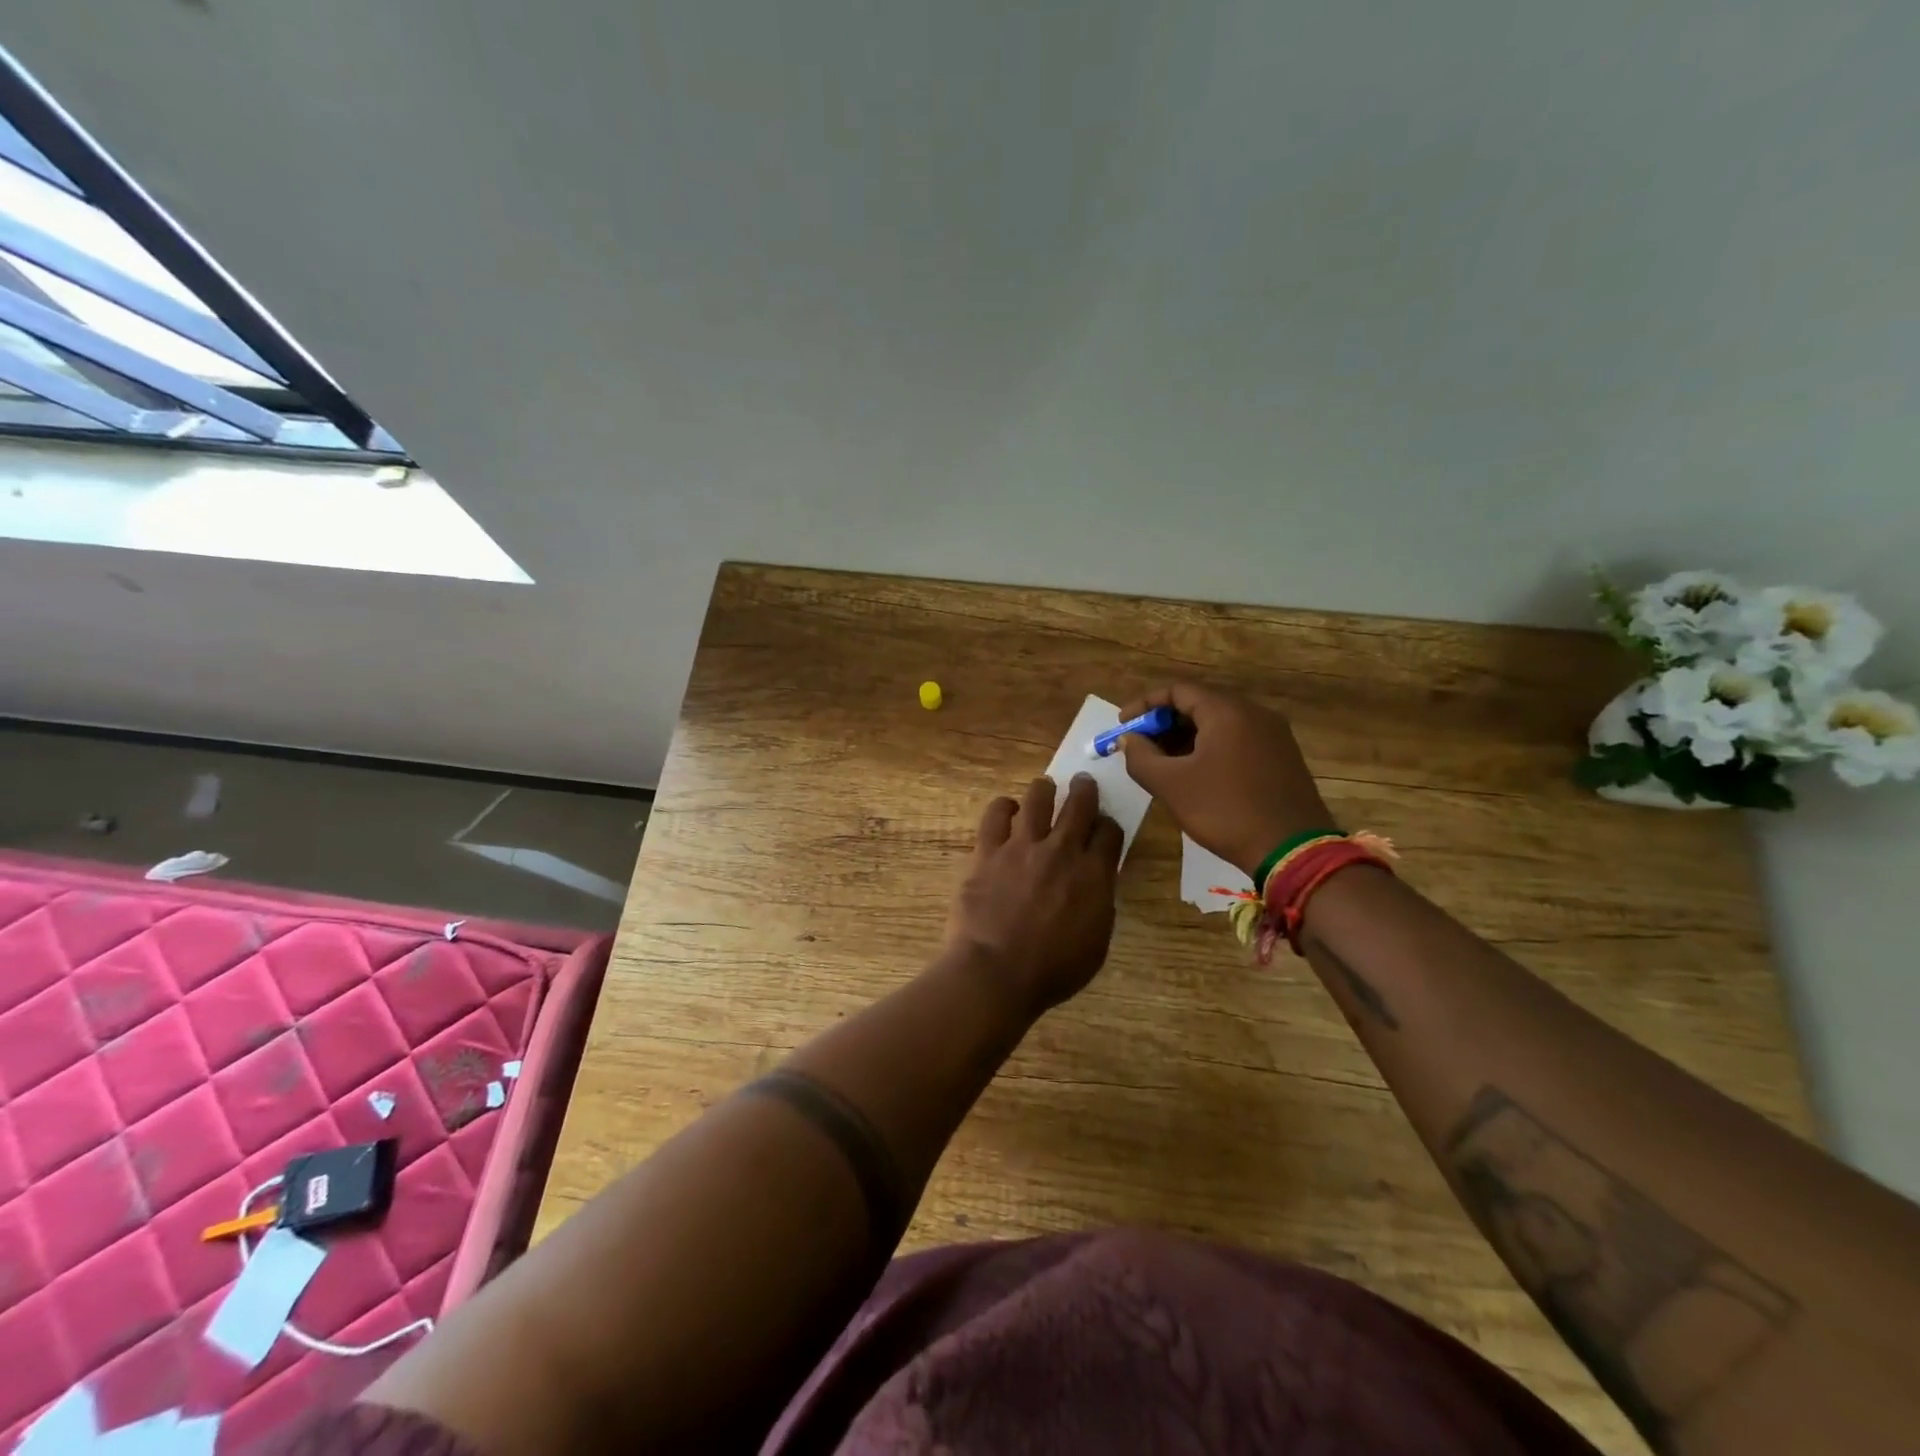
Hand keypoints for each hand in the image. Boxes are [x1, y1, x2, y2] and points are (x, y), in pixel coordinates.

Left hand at [943, 775, 1123, 1018]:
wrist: (996, 974)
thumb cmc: (1051, 971)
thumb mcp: (1096, 943)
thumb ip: (1099, 904)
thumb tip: (1097, 882)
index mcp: (1093, 875)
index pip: (1109, 832)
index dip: (1108, 825)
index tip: (1104, 827)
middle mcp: (1061, 851)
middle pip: (1079, 805)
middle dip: (1084, 790)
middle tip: (1083, 783)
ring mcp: (1022, 846)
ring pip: (1038, 798)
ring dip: (1044, 790)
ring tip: (1044, 788)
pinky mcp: (987, 850)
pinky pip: (995, 815)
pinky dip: (1004, 807)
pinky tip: (1006, 809)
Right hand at [1118, 683, 1335, 876]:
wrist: (1293, 851)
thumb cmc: (1226, 811)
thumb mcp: (1172, 785)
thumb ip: (1141, 757)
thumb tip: (1128, 739)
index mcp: (1227, 712)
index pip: (1178, 690)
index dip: (1145, 704)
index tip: (1123, 725)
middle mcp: (1254, 713)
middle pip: (1199, 704)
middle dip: (1164, 723)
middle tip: (1140, 746)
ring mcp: (1273, 735)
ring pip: (1219, 724)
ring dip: (1186, 737)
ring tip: (1162, 763)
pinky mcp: (1282, 757)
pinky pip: (1237, 740)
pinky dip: (1209, 748)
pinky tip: (1195, 774)